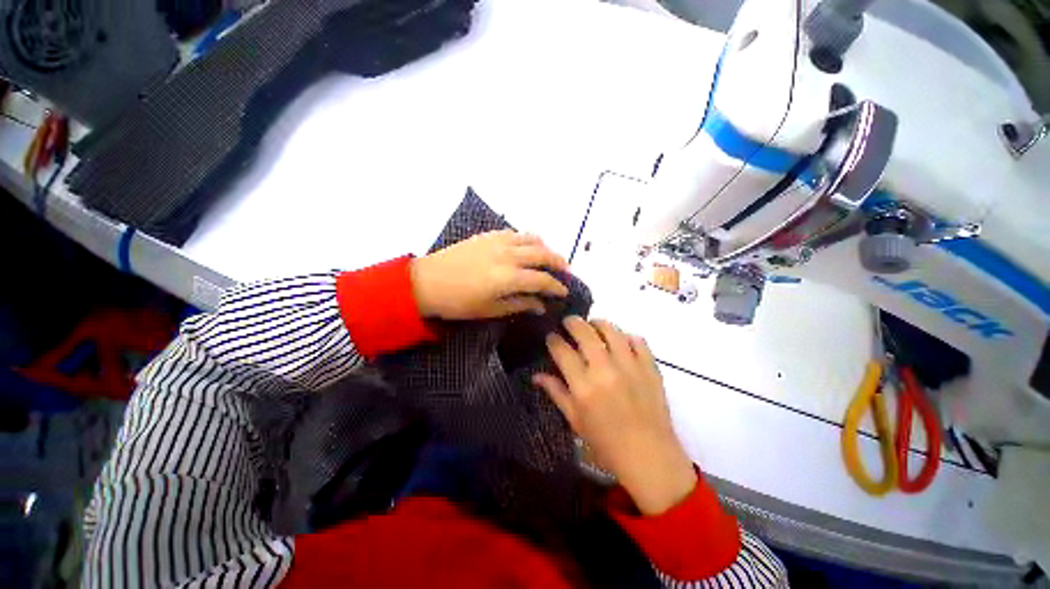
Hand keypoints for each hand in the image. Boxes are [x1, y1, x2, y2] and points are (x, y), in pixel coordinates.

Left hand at [410, 230, 569, 319]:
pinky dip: (528, 239)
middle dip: (559, 262)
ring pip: (532, 239)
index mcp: (509, 277)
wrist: (427, 281)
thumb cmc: (458, 302)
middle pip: (543, 254)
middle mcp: (508, 255)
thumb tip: (541, 305)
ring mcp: (498, 241)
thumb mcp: (490, 310)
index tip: (565, 291)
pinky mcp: (489, 235)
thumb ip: (519, 305)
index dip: (557, 286)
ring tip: (550, 257)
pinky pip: (515, 233)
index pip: (543, 280)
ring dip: (546, 248)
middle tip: (566, 271)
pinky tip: (528, 246)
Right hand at [534, 318, 696, 514]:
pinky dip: (627, 336)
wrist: (650, 457)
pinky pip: (638, 341)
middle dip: (572, 322)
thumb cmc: (606, 443)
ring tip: (593, 326)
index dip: (553, 340)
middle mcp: (605, 370)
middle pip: (585, 333)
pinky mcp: (650, 368)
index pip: (562, 351)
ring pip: (611, 330)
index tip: (551, 337)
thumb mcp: (575, 420)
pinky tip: (621, 341)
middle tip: (569, 322)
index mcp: (583, 386)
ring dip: (599, 324)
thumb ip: (556, 393)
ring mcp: (630, 366)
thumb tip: (537, 375)